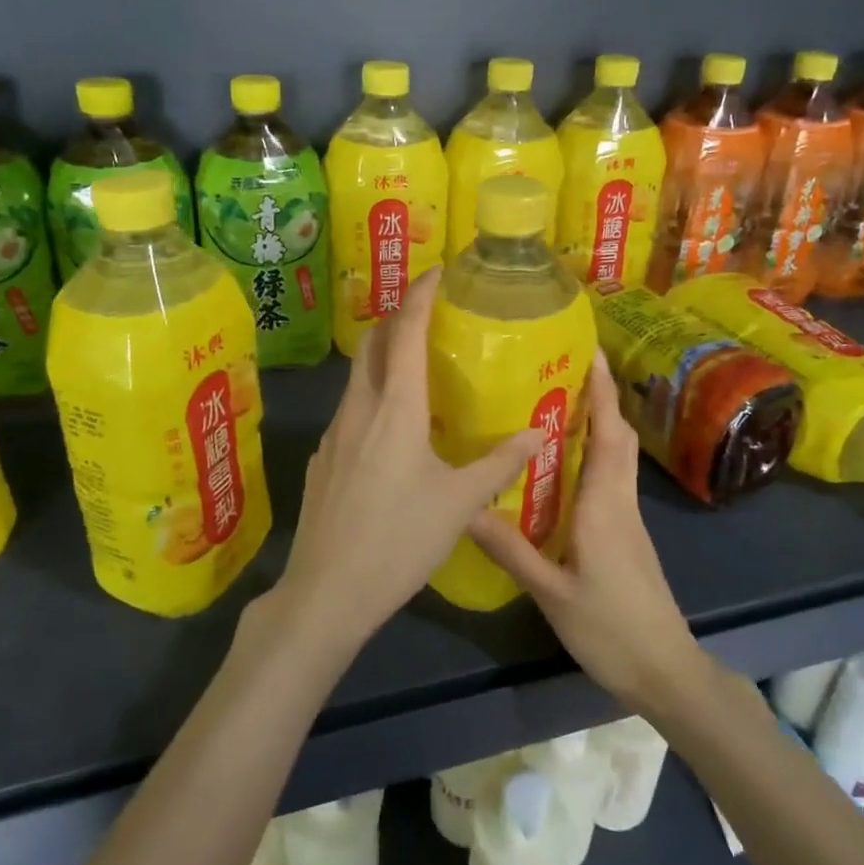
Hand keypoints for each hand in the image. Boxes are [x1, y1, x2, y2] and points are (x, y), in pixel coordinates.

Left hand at [271, 267, 542, 648]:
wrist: (327, 593)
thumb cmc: (399, 540)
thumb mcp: (460, 503)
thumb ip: (500, 463)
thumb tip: (539, 432)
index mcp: (395, 408)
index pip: (405, 332)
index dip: (420, 295)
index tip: (437, 271)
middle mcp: (359, 409)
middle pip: (374, 344)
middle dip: (398, 318)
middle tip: (429, 313)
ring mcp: (334, 433)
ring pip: (359, 377)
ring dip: (384, 357)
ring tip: (416, 364)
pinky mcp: (324, 459)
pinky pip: (351, 409)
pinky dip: (373, 395)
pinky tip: (391, 426)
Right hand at [469, 348, 706, 713]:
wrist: (664, 671)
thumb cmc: (611, 629)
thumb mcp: (551, 592)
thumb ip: (511, 549)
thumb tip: (466, 508)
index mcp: (605, 505)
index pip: (609, 433)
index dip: (603, 390)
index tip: (590, 352)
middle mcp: (620, 501)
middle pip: (618, 436)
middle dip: (600, 397)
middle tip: (563, 369)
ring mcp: (627, 518)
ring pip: (617, 456)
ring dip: (598, 422)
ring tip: (557, 403)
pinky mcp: (626, 534)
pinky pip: (610, 479)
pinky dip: (593, 455)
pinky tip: (562, 466)